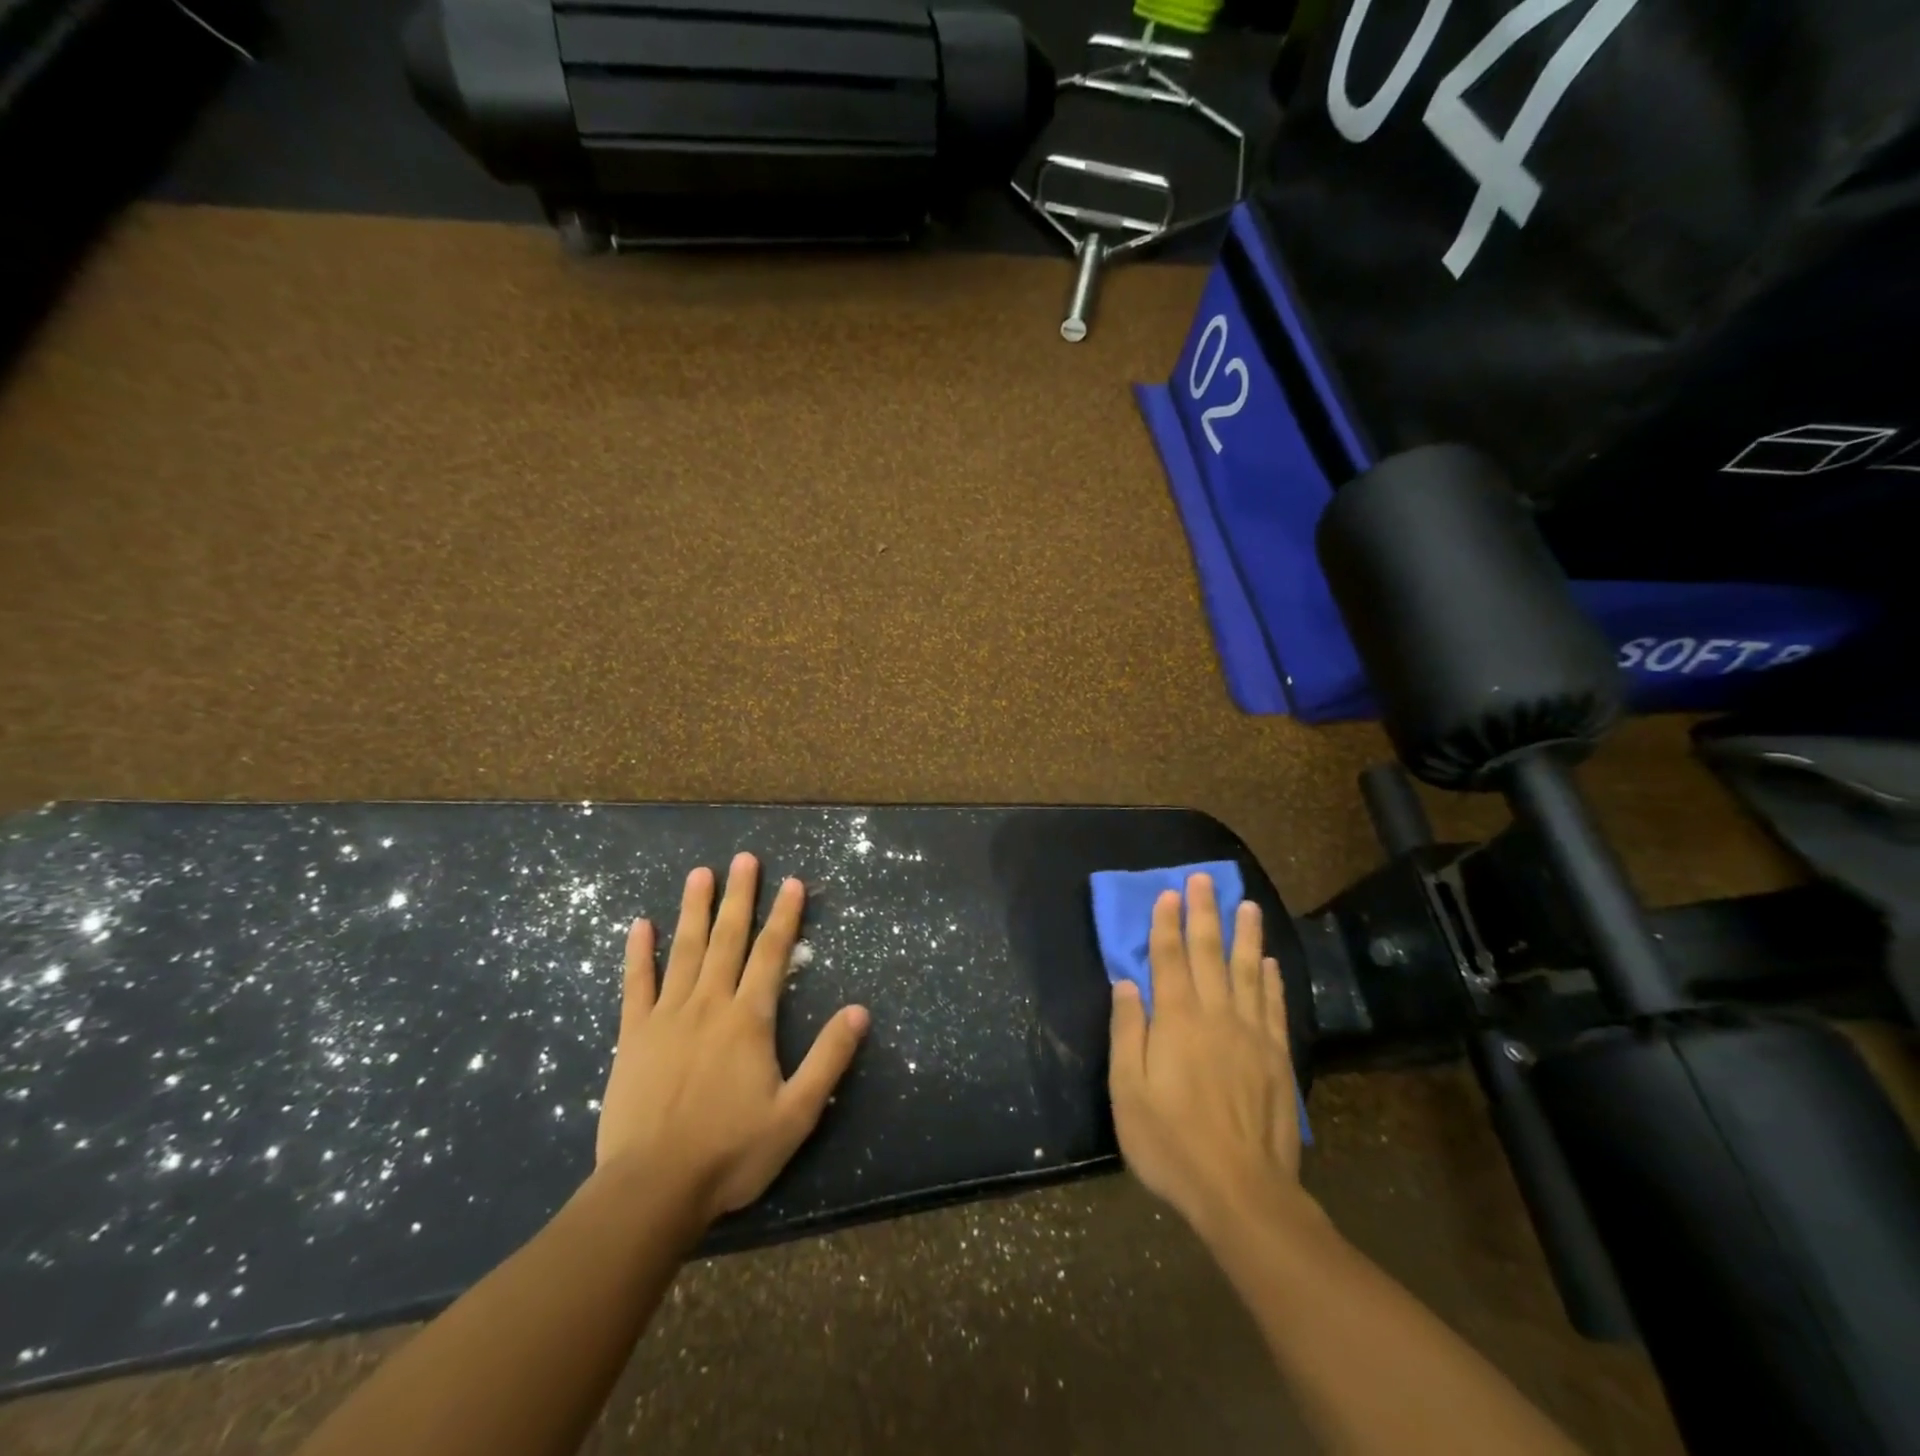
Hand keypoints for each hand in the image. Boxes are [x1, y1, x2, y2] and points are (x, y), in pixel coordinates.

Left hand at [595, 852, 869, 1226]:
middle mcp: (709, 1004)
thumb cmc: (731, 1151)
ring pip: (685, 951)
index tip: (793, 882)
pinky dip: (639, 954)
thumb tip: (859, 1010)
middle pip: (728, 939)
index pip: (771, 954)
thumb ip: (829, 1058)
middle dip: (740, 896)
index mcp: (748, 1020)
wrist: (652, 1189)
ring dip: (695, 910)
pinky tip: (640, 925)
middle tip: (745, 858)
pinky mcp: (632, 1036)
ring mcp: (667, 1017)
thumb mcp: (797, 1112)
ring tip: (700, 874)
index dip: (785, 916)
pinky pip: (636, 985)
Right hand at [1108, 873, 1306, 1240]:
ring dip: (1246, 935)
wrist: (1242, 1191)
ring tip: (1247, 905)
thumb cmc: (1172, 1143)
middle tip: (1204, 879)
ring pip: (1248, 971)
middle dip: (1204, 913)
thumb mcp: (1129, 1092)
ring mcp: (1251, 1034)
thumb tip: (1126, 984)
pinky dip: (1271, 979)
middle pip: (1210, 953)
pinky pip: (1273, 1006)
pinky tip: (1270, 962)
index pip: (1168, 959)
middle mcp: (1216, 1015)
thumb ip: (1127, 1033)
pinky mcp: (1276, 1057)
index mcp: (1177, 1020)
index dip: (1166, 924)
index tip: (1168, 893)